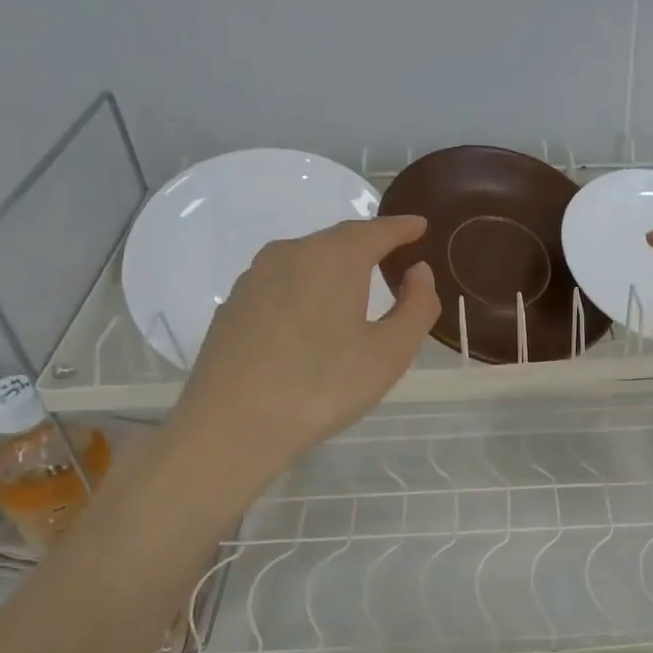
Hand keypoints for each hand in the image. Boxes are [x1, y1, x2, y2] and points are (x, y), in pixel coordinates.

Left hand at [169, 216, 440, 464]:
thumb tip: (419, 272)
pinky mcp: (233, 306)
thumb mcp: (390, 352)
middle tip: (392, 260)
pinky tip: (310, 320)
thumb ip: (416, 306)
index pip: (375, 230)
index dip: (402, 228)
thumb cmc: (324, 386)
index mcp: (333, 258)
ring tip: (353, 289)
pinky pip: (281, 285)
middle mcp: (291, 254)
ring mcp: (254, 278)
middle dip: (368, 246)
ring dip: (334, 268)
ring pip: (305, 261)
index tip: (420, 226)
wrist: (233, 426)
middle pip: (337, 241)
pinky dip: (305, 290)